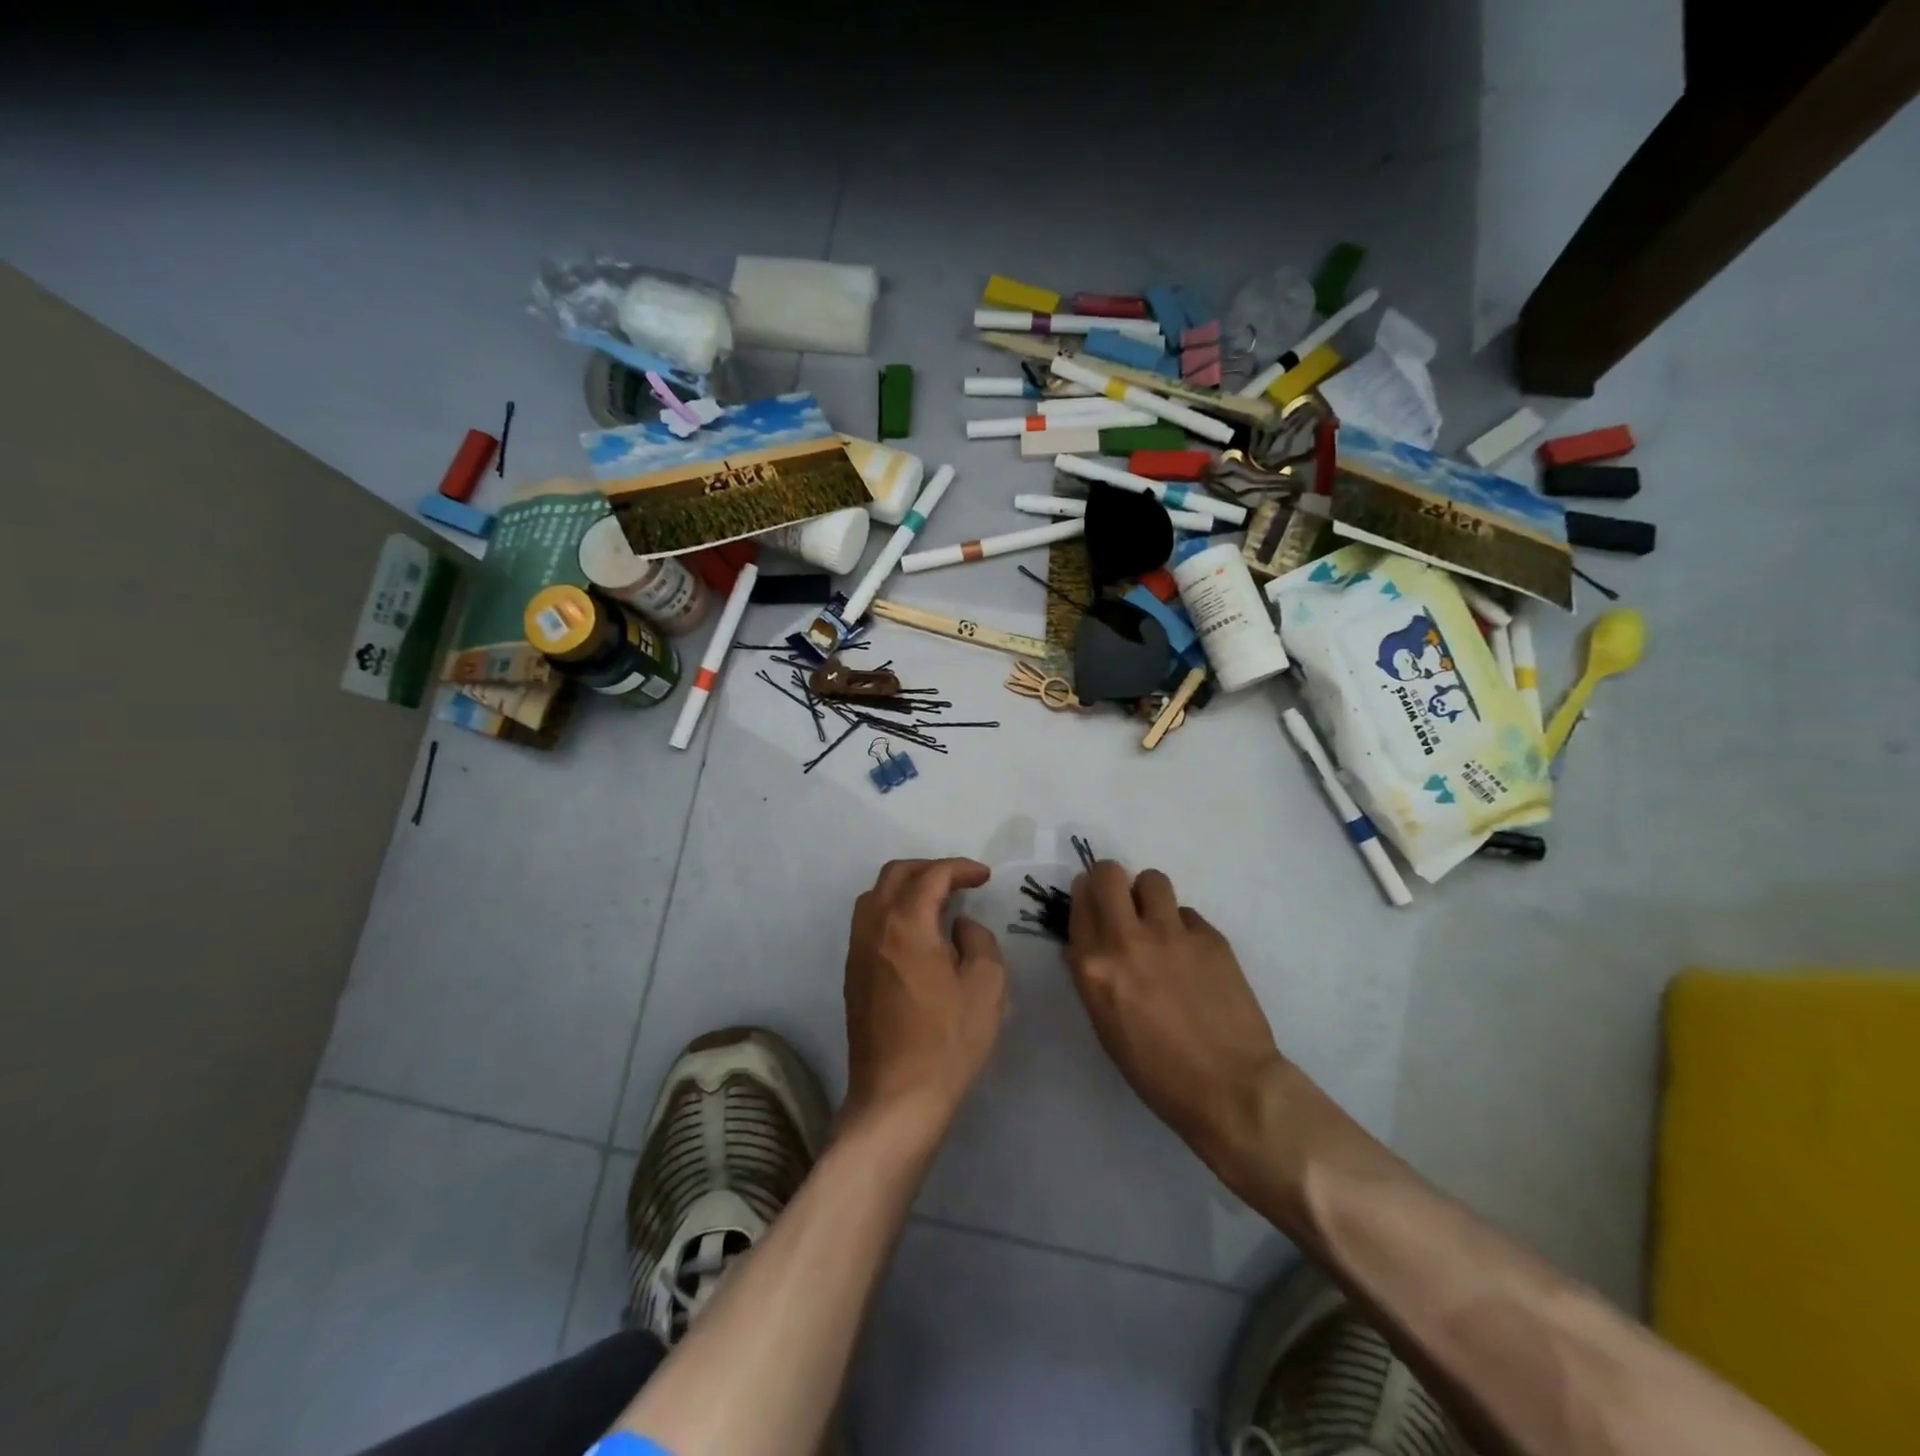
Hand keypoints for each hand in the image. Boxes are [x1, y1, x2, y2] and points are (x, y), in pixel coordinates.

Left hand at [842, 858, 1007, 1138]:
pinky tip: (916, 933)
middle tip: (960, 882)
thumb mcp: (986, 986)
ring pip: (875, 896)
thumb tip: (959, 925)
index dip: (960, 868)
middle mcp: (874, 928)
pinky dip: (893, 911)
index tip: (984, 877)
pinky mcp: (853, 974)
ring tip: (937, 902)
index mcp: (906, 924)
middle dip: (930, 869)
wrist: (897, 1097)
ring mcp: (857, 951)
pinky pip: (868, 922)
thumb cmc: (948, 1041)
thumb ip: (978, 940)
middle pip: (895, 875)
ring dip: (906, 887)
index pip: (931, 876)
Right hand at [1066, 861, 1287, 1178]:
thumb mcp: (1105, 1025)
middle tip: (1120, 903)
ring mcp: (1172, 934)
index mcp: (1094, 966)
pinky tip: (1192, 958)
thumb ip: (1091, 976)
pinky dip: (1183, 928)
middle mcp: (1128, 939)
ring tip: (1158, 924)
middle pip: (1109, 873)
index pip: (1079, 901)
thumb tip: (1083, 947)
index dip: (1085, 899)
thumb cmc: (1156, 1071)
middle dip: (1110, 881)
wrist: (1230, 1087)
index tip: (1092, 907)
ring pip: (1152, 880)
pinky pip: (1186, 913)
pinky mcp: (1210, 936)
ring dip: (1148, 897)